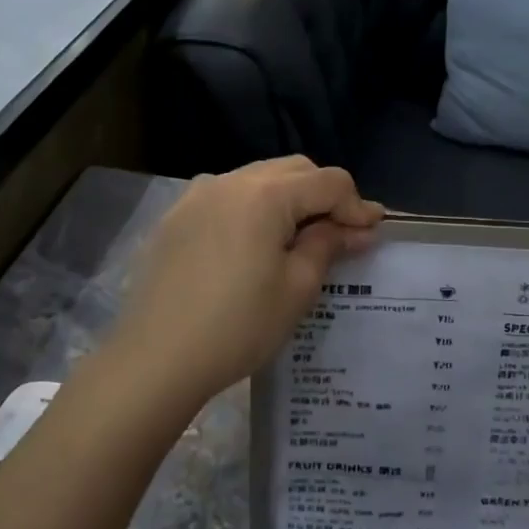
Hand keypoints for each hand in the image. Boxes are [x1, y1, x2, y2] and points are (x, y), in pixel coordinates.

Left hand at [106, 157, 382, 416]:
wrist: (155, 358)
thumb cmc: (237, 325)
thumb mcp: (296, 288)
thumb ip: (328, 245)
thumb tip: (357, 227)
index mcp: (266, 194)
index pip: (329, 181)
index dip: (356, 205)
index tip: (372, 233)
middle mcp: (231, 180)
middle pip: (294, 170)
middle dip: (324, 195)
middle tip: (340, 234)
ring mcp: (198, 195)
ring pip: (259, 179)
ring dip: (288, 199)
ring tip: (299, 238)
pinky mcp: (176, 217)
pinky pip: (227, 196)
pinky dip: (253, 208)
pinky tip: (254, 244)